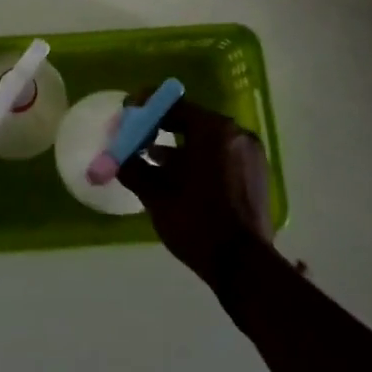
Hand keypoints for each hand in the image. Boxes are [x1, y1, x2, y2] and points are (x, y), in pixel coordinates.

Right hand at [115, 97, 274, 287]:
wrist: (243, 266)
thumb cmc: (196, 221)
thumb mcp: (156, 194)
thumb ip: (133, 167)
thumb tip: (115, 157)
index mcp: (214, 130)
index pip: (173, 105)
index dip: (144, 108)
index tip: (126, 115)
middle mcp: (236, 134)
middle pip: (191, 120)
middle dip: (160, 127)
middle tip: (136, 138)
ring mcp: (250, 154)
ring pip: (206, 140)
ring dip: (178, 146)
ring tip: (151, 161)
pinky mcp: (256, 175)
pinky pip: (220, 155)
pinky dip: (198, 159)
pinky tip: (178, 177)